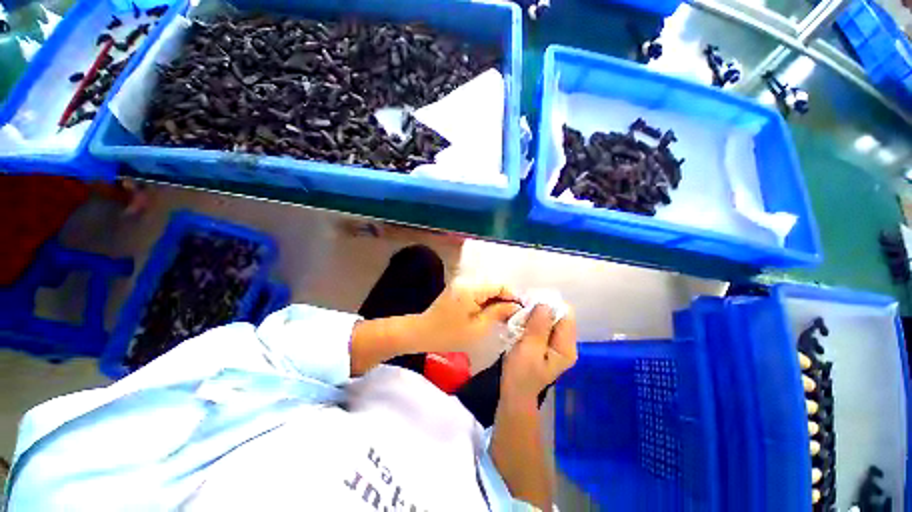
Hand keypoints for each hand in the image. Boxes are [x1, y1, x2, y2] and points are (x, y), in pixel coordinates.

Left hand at [413, 277, 520, 352]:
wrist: (421, 333)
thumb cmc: (449, 334)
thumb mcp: (477, 328)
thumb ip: (498, 313)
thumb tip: (515, 306)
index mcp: (471, 289)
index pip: (499, 286)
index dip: (512, 296)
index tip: (522, 310)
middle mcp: (466, 281)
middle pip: (492, 287)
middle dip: (505, 300)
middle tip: (514, 316)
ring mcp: (460, 285)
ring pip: (486, 290)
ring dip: (495, 302)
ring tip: (504, 317)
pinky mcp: (457, 290)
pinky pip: (477, 293)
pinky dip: (485, 302)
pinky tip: (489, 314)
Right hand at [502, 305, 577, 403]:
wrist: (514, 394)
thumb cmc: (520, 375)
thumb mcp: (528, 349)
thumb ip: (538, 326)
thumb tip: (545, 303)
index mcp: (566, 347)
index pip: (565, 315)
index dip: (549, 305)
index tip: (530, 304)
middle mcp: (565, 344)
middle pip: (557, 316)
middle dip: (539, 310)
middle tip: (521, 312)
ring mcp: (555, 344)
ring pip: (548, 319)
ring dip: (533, 315)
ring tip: (518, 319)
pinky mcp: (545, 344)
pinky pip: (541, 325)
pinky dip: (530, 322)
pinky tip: (519, 325)